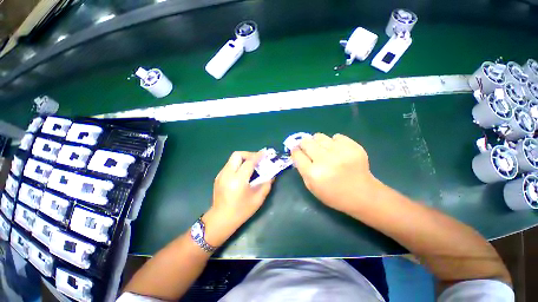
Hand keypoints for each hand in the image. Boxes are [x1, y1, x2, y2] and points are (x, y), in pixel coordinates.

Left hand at [202, 151, 271, 246]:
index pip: (249, 162)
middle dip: (249, 154)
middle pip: (237, 155)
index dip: (257, 156)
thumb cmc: (241, 211)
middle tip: (257, 160)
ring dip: (243, 159)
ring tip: (251, 166)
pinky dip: (238, 164)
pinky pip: (230, 165)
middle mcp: (227, 174)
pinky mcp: (218, 177)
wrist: (221, 219)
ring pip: (232, 159)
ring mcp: (221, 175)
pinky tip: (243, 173)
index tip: (264, 153)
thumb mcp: (258, 199)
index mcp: (238, 180)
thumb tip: (271, 175)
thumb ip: (266, 185)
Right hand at [291, 133, 380, 213]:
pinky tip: (337, 150)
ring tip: (323, 149)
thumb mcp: (312, 187)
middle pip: (306, 142)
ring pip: (319, 136)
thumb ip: (302, 169)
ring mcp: (340, 152)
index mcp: (313, 174)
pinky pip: (336, 136)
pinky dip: (334, 142)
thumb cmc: (333, 194)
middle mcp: (325, 161)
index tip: (297, 150)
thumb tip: (297, 153)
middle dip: (304, 144)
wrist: (363, 195)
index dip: (295, 151)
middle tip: (309, 149)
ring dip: (318, 142)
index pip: (297, 154)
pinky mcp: (353, 147)